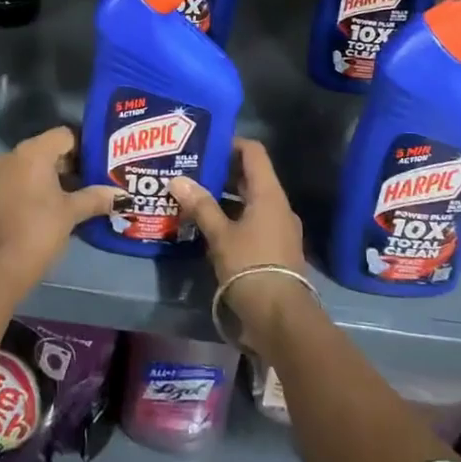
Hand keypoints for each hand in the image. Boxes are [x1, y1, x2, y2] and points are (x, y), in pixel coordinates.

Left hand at [0, 127, 114, 290]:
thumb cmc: (38, 231)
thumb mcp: (71, 213)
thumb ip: (95, 198)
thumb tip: (121, 195)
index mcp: (32, 152)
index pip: (65, 135)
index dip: (85, 147)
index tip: (101, 164)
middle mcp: (11, 156)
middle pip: (48, 150)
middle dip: (71, 165)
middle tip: (94, 181)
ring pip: (32, 168)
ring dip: (53, 179)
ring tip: (77, 197)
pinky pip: (18, 183)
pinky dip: (35, 190)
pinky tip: (51, 210)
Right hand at [168, 139, 311, 339]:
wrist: (281, 317)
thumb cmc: (251, 267)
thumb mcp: (220, 235)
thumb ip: (201, 206)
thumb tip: (178, 179)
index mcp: (269, 194)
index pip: (254, 152)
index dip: (231, 144)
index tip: (205, 145)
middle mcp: (278, 205)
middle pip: (252, 177)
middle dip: (223, 172)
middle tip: (193, 170)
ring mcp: (280, 228)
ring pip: (251, 202)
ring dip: (227, 198)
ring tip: (196, 198)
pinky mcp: (276, 249)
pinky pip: (254, 222)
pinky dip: (234, 218)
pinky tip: (210, 228)